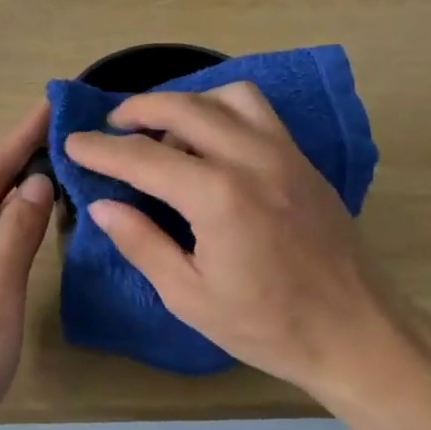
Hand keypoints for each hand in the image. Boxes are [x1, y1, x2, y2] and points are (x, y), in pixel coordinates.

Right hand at [62, 84, 389, 398]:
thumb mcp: (190, 297)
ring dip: (186, 102)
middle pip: (183, 108)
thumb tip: (102, 206)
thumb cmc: (269, 326)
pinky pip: (258, 111)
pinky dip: (223, 108)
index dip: (101, 149)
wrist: (358, 333)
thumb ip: (142, 243)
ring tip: (165, 131)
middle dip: (138, 109)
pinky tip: (211, 139)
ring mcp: (284, 153)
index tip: (72, 143)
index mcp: (219, 197)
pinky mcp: (303, 159)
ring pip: (227, 96)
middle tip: (111, 126)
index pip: (143, 157)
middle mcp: (251, 159)